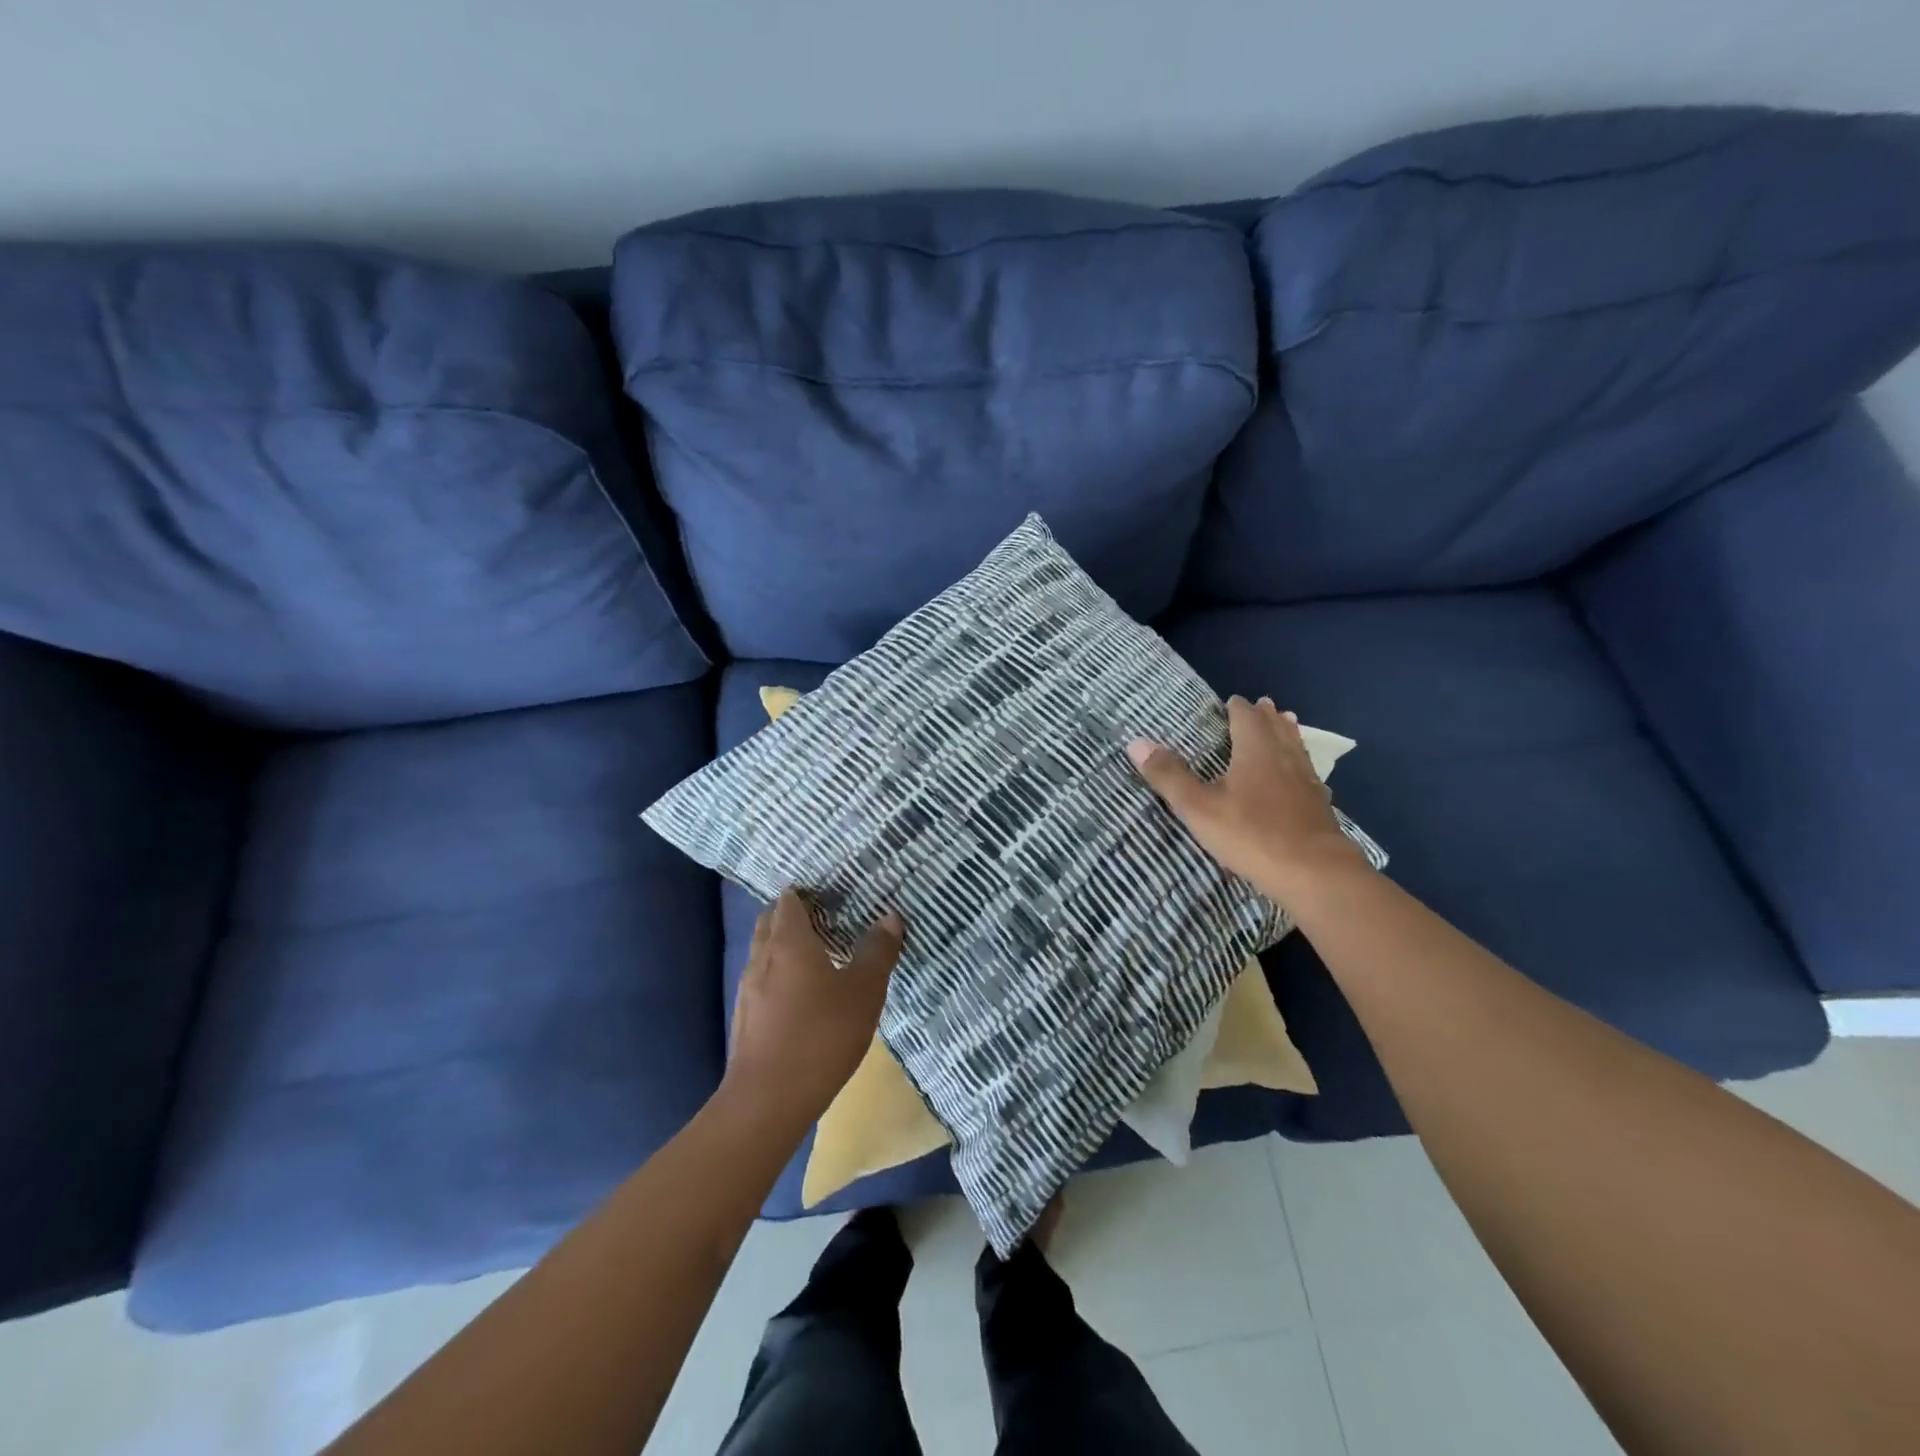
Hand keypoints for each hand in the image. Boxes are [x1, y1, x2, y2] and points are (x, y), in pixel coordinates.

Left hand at [722, 889, 905, 1128]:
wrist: (768, 1100)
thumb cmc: (822, 1035)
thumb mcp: (864, 991)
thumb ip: (878, 951)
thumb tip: (890, 916)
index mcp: (789, 941)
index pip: (790, 900)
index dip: (808, 893)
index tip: (833, 895)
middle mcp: (762, 957)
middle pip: (771, 921)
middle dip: (794, 915)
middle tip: (827, 919)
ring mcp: (748, 989)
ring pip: (764, 952)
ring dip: (785, 946)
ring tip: (819, 956)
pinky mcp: (745, 1017)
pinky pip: (762, 980)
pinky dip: (779, 975)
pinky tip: (802, 996)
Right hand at [1128, 695, 1367, 902]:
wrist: (1313, 872)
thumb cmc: (1251, 834)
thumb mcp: (1198, 807)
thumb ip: (1169, 776)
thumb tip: (1136, 742)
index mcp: (1256, 750)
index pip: (1247, 717)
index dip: (1238, 707)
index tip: (1231, 701)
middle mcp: (1284, 757)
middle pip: (1276, 727)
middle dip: (1265, 715)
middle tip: (1261, 705)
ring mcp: (1306, 781)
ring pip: (1296, 746)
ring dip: (1287, 733)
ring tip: (1285, 725)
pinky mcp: (1319, 805)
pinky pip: (1307, 772)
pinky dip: (1299, 764)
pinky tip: (1300, 776)